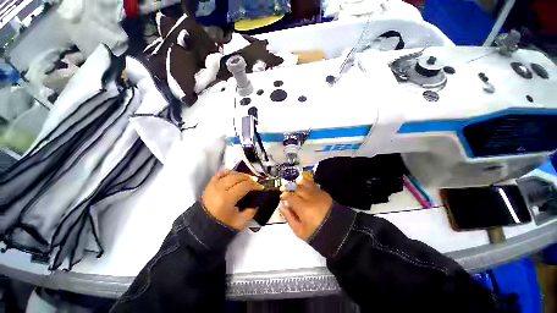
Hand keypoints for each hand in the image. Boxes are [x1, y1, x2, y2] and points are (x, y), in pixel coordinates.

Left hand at [202, 170, 263, 229]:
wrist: (203, 228)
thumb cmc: (223, 225)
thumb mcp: (241, 222)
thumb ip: (252, 210)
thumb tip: (258, 200)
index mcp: (226, 199)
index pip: (244, 186)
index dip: (254, 185)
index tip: (260, 187)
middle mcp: (219, 189)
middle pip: (238, 177)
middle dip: (249, 179)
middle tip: (255, 183)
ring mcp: (213, 186)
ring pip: (230, 174)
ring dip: (240, 175)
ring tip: (246, 179)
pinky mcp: (209, 185)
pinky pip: (220, 174)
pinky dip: (228, 172)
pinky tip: (234, 175)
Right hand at [280, 173, 332, 240]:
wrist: (337, 232)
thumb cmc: (316, 233)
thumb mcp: (299, 231)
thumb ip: (289, 217)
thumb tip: (282, 206)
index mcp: (303, 208)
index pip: (291, 197)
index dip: (284, 196)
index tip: (282, 197)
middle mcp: (310, 198)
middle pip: (297, 189)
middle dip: (289, 187)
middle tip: (284, 188)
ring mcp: (318, 194)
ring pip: (306, 184)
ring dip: (299, 182)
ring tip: (294, 182)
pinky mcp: (324, 194)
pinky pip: (313, 185)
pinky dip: (308, 183)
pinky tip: (304, 183)